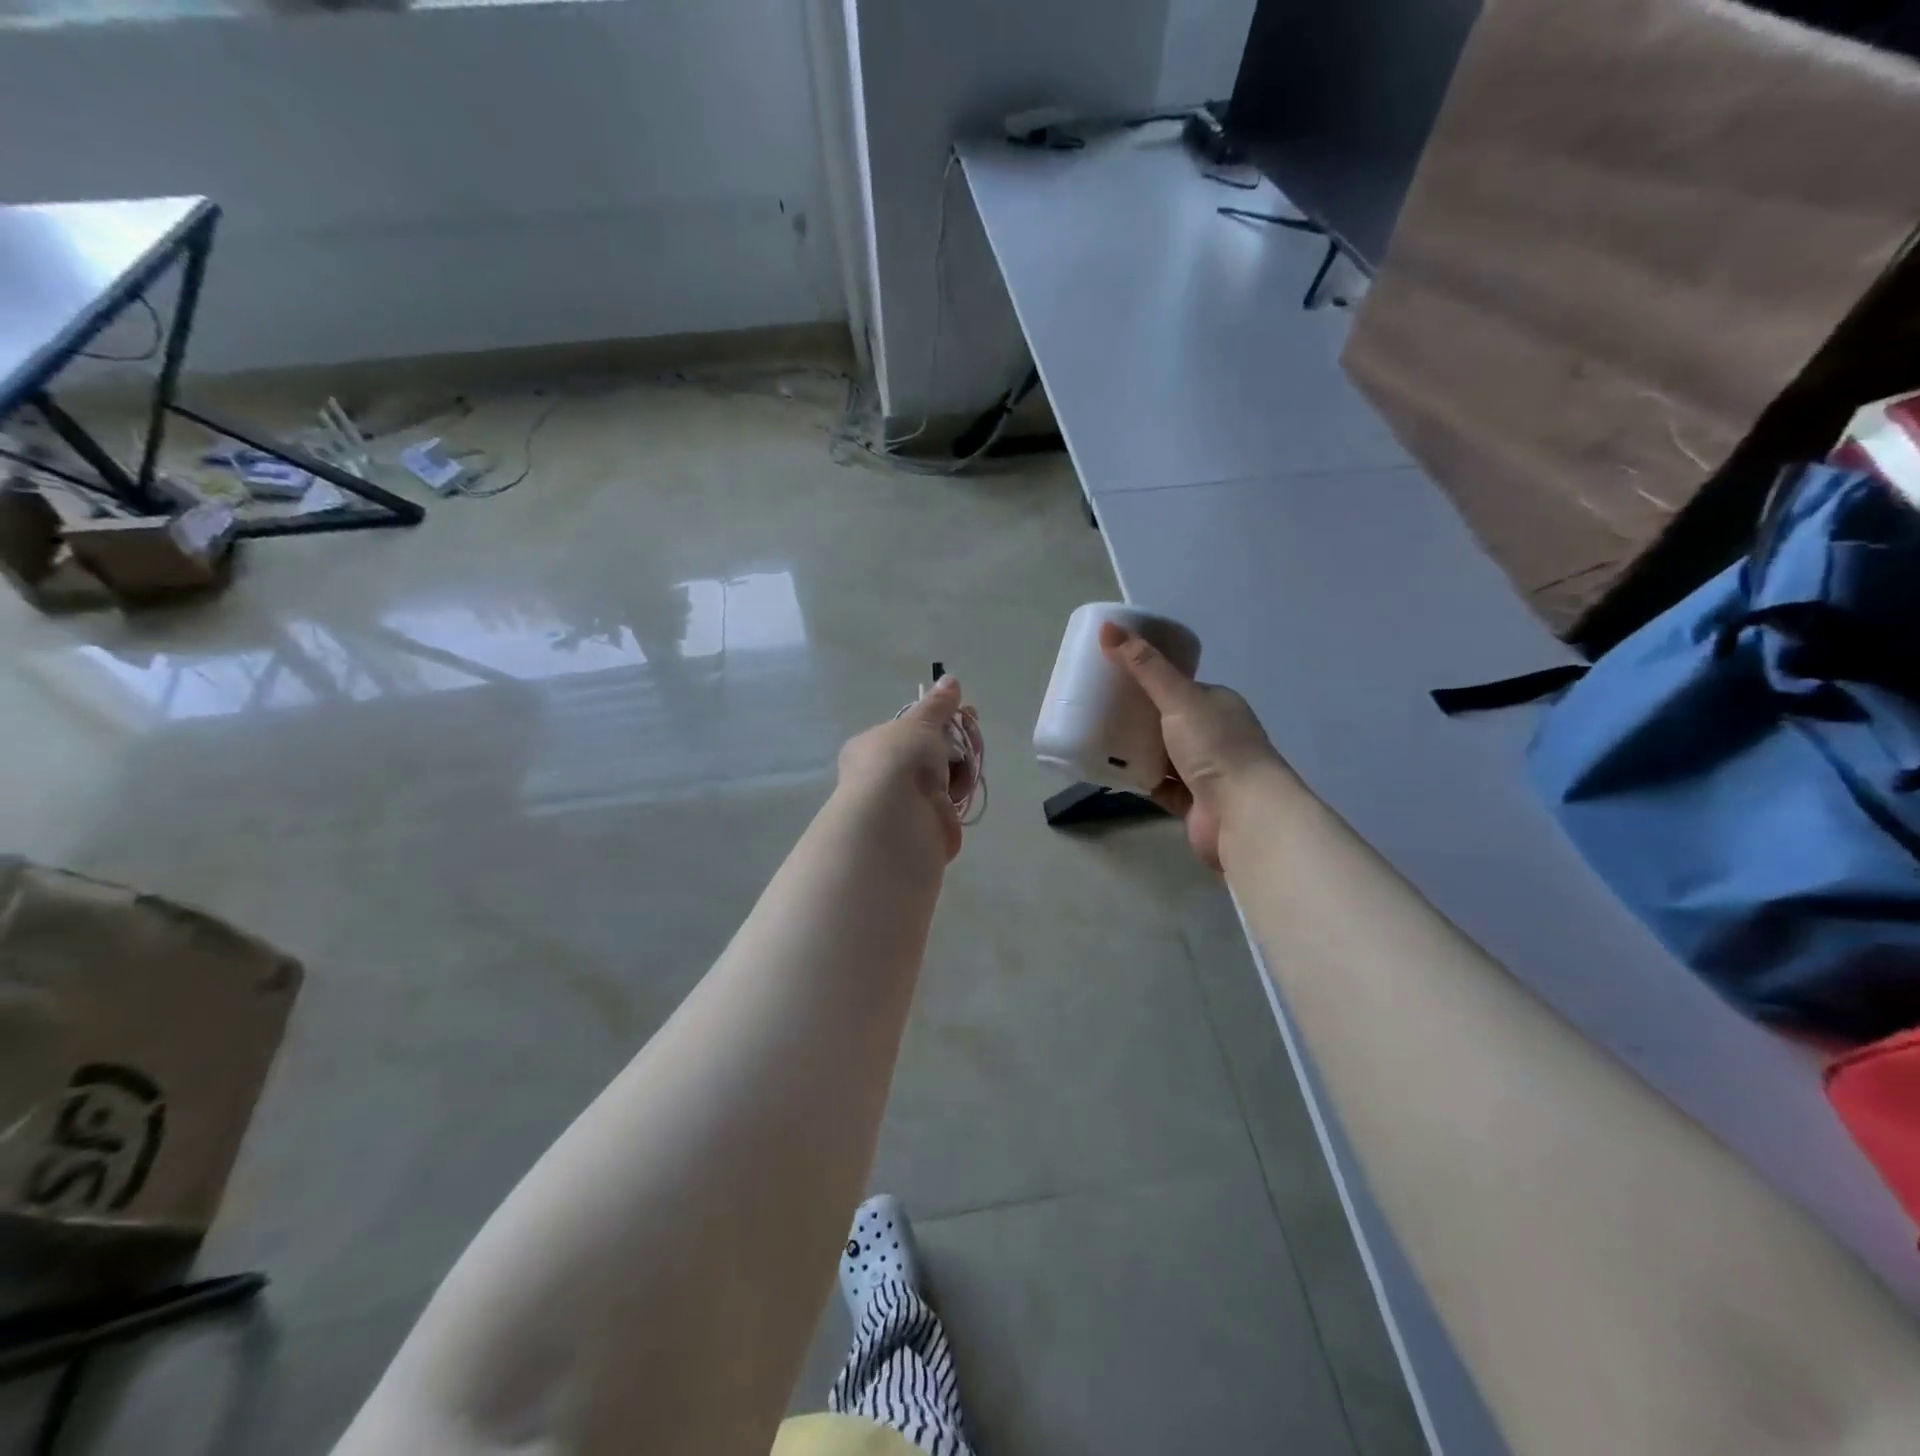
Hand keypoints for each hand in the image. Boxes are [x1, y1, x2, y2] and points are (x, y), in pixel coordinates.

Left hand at [835, 677, 981, 862]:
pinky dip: (961, 791)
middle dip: (953, 740)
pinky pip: (950, 801)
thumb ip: (937, 705)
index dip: (936, 719)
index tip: (962, 711)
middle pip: (928, 752)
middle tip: (973, 729)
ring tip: (972, 757)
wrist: (895, 819)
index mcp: (871, 747)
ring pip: (942, 776)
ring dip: (961, 764)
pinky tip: (967, 784)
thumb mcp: (919, 723)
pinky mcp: (927, 824)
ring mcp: (905, 801)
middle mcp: (884, 774)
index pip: (907, 729)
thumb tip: (950, 679)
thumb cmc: (897, 760)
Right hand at [1100, 623, 1287, 870]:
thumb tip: (1107, 626)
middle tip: (1097, 708)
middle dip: (1137, 716)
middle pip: (1168, 721)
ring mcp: (1205, 771)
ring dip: (1136, 749)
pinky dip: (1139, 779)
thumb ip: (1144, 666)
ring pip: (1162, 755)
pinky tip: (1111, 772)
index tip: (1112, 677)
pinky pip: (1159, 785)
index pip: (1179, 687)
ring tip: (1096, 737)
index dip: (1148, 680)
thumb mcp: (1179, 698)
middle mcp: (1215, 735)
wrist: (1244, 815)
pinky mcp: (1192, 803)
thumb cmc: (1216, 748)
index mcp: (1218, 704)